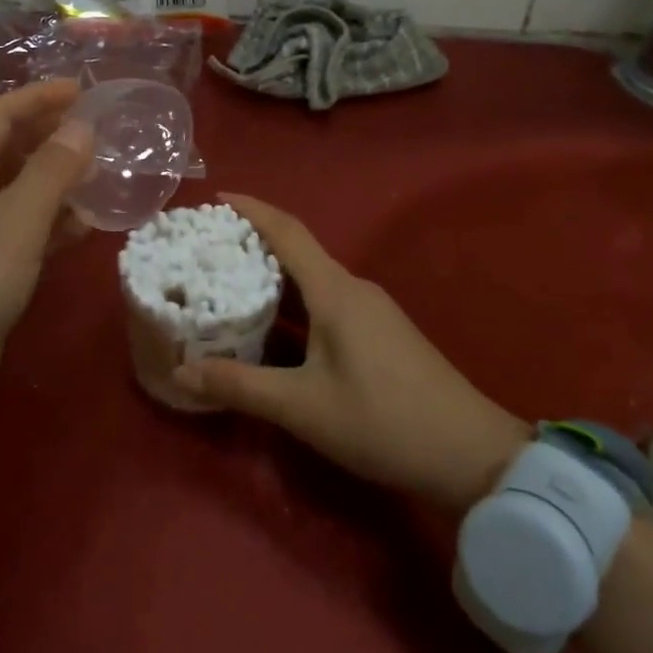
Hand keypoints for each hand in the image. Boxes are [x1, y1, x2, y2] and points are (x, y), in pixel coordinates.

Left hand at [0, 80, 93, 449]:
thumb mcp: (17, 221)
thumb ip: (52, 171)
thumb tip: (81, 127)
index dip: (40, 98)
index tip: (84, 89)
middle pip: (6, 151)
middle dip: (50, 138)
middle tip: (99, 132)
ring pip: (15, 193)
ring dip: (55, 183)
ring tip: (101, 176)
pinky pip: (18, 232)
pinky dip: (48, 225)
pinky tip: (82, 228)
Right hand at [173, 195, 528, 514]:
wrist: (470, 454)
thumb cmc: (383, 421)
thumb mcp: (303, 407)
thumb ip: (241, 386)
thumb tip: (182, 371)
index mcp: (335, 291)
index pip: (287, 232)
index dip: (252, 210)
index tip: (217, 198)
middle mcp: (354, 289)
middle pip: (298, 253)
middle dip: (254, 247)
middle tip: (209, 252)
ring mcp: (372, 311)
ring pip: (313, 281)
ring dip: (274, 279)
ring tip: (230, 288)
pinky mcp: (381, 334)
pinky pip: (328, 303)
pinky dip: (295, 305)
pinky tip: (275, 330)